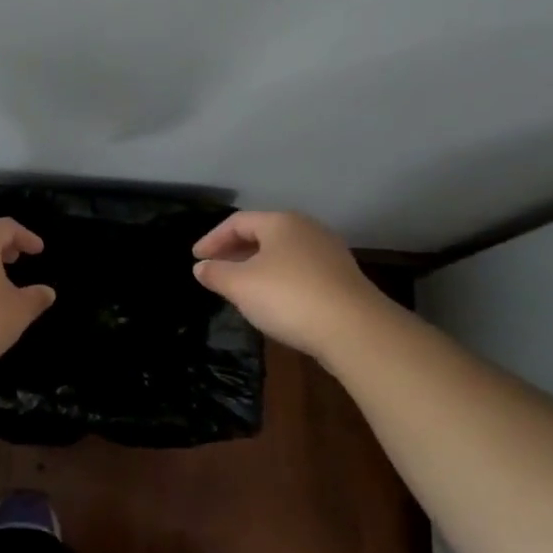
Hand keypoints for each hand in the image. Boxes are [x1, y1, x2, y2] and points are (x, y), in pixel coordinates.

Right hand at [192, 210, 385, 358]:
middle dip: (235, 251)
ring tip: (240, 286)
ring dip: (257, 265)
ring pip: (282, 253)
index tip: (196, 258)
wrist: (355, 330)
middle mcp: (307, 229)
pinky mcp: (342, 278)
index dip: (212, 239)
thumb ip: (216, 273)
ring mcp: (329, 253)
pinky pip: (300, 270)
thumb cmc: (289, 297)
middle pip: (262, 234)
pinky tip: (273, 300)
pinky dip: (278, 278)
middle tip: (216, 269)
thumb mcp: (240, 286)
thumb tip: (202, 267)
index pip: (237, 222)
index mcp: (281, 222)